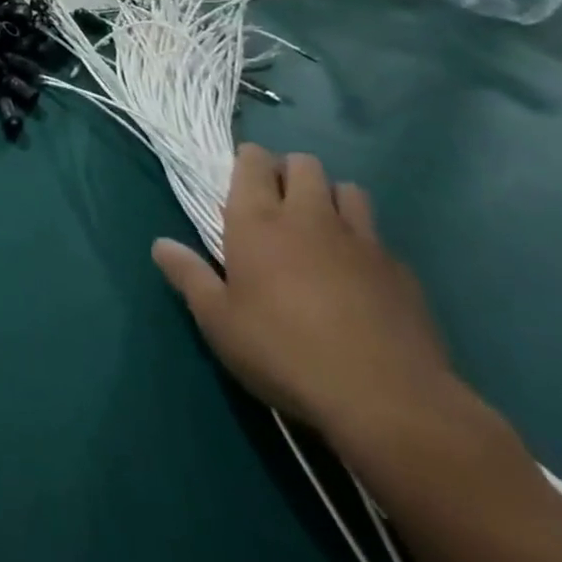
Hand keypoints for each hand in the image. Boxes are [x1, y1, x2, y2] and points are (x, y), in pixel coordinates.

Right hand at [151, 144, 458, 440]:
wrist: (386, 400)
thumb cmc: (284, 352)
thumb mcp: (219, 322)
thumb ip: (189, 276)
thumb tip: (160, 245)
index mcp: (258, 219)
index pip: (253, 160)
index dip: (248, 162)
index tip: (242, 182)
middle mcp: (308, 215)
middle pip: (304, 164)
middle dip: (291, 173)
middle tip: (280, 206)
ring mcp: (360, 240)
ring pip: (348, 190)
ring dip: (333, 200)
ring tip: (323, 231)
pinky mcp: (401, 272)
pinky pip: (380, 239)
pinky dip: (367, 246)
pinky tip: (362, 279)